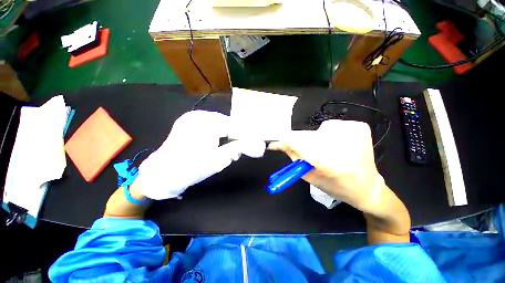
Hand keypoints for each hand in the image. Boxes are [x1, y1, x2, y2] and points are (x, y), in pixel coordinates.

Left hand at [136, 111, 265, 199]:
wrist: (159, 176)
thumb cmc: (187, 170)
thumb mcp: (217, 161)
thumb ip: (239, 149)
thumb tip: (259, 147)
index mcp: (204, 123)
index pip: (235, 126)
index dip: (248, 136)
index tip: (259, 144)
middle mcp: (199, 116)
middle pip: (229, 124)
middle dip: (239, 136)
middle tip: (249, 148)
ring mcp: (193, 118)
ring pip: (222, 125)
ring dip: (230, 136)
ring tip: (236, 148)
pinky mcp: (190, 123)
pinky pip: (212, 126)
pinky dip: (221, 134)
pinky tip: (223, 143)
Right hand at [268, 119, 385, 213]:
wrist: (368, 186)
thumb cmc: (336, 186)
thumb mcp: (309, 175)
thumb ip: (294, 156)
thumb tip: (279, 143)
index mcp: (332, 164)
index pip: (299, 142)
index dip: (285, 141)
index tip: (276, 142)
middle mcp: (344, 144)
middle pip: (308, 136)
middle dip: (301, 143)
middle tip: (309, 154)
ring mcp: (354, 132)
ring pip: (318, 130)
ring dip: (316, 140)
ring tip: (327, 151)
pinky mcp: (359, 127)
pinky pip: (332, 126)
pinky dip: (329, 135)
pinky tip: (338, 145)